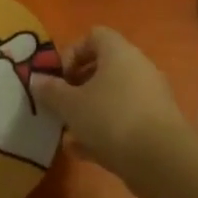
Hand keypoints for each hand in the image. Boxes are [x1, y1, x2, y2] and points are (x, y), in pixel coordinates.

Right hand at [31, 27, 190, 188]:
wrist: (161, 161)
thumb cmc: (110, 119)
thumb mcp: (70, 105)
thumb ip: (50, 90)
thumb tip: (36, 79)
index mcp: (119, 52)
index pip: (94, 36)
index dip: (72, 52)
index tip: (58, 77)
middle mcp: (139, 68)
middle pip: (104, 67)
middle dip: (78, 86)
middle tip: (61, 104)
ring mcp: (152, 97)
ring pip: (113, 96)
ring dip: (90, 111)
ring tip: (69, 132)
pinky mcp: (158, 124)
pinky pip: (125, 119)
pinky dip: (105, 130)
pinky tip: (85, 152)